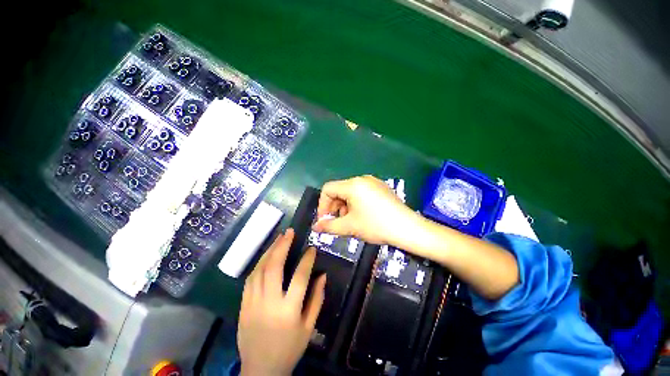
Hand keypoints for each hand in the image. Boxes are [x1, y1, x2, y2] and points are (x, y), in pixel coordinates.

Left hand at [238, 228, 326, 375]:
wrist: (260, 370)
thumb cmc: (289, 348)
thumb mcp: (309, 327)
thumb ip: (317, 299)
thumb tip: (323, 275)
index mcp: (289, 311)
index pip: (300, 277)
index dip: (307, 260)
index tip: (311, 248)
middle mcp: (269, 303)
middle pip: (275, 267)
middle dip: (283, 246)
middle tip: (289, 232)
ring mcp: (253, 303)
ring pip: (260, 269)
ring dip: (270, 250)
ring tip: (279, 238)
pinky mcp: (243, 305)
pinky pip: (250, 278)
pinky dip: (259, 263)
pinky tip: (266, 255)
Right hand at [312, 175, 417, 244]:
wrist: (408, 228)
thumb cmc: (376, 225)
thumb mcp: (350, 227)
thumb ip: (329, 226)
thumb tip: (315, 227)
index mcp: (353, 185)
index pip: (327, 189)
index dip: (322, 205)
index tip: (325, 220)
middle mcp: (362, 179)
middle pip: (339, 190)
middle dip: (334, 207)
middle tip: (338, 222)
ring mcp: (373, 182)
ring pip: (350, 192)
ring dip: (344, 206)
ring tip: (351, 221)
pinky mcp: (381, 187)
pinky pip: (361, 192)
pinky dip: (355, 203)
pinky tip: (362, 215)